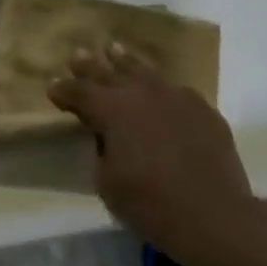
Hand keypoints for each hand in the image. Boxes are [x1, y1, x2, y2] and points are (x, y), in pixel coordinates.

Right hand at [48, 44, 255, 257]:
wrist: (214, 215)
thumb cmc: (151, 203)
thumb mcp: (107, 182)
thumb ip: (101, 150)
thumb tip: (107, 136)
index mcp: (113, 110)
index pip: (80, 92)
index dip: (64, 90)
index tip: (52, 87)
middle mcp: (142, 93)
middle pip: (110, 72)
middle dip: (90, 65)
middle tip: (78, 54)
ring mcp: (176, 97)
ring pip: (145, 71)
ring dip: (126, 61)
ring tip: (115, 50)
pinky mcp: (203, 109)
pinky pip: (176, 90)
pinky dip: (162, 88)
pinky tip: (161, 89)